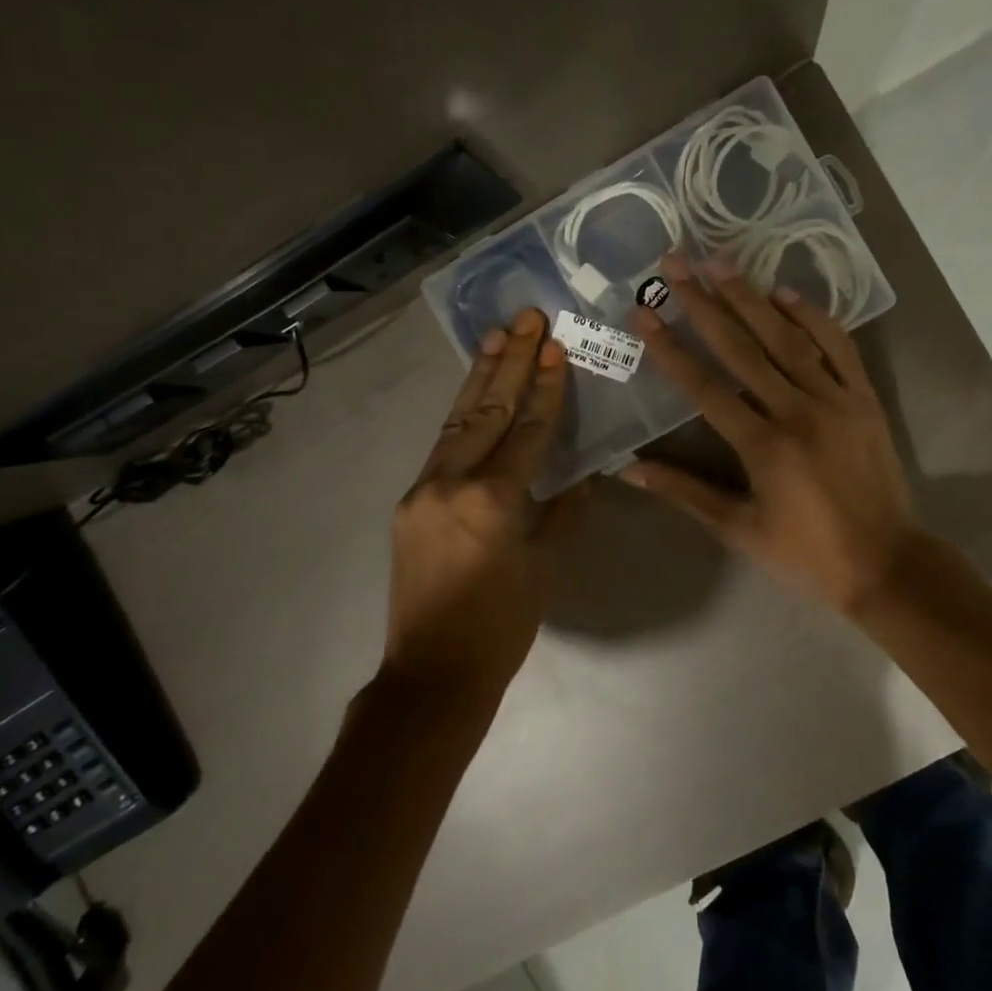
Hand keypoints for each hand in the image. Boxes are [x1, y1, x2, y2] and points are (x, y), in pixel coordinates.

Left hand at [387, 308, 571, 694]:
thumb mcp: (547, 567)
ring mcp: (424, 489)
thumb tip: (581, 475)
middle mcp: (453, 482)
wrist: (433, 672)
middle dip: (512, 362)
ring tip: (497, 335)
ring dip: (480, 376)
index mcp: (494, 500)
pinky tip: (473, 391)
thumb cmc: (502, 626)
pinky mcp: (410, 501)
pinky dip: (462, 413)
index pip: (527, 431)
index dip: (546, 388)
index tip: (557, 348)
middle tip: (528, 318)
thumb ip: (564, 512)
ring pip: (457, 420)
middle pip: (487, 410)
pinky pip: (442, 446)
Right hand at [620, 253, 923, 616]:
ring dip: (751, 298)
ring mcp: (836, 400)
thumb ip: (684, 492)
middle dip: (704, 303)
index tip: (644, 312)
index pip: (705, 387)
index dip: (670, 348)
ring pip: (788, 338)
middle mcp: (797, 411)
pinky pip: (838, 347)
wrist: (887, 565)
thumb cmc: (806, 555)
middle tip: (676, 264)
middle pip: (743, 348)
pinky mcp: (864, 399)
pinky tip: (785, 293)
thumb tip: (628, 468)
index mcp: (762, 446)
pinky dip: (813, 317)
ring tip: (720, 262)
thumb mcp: (739, 529)